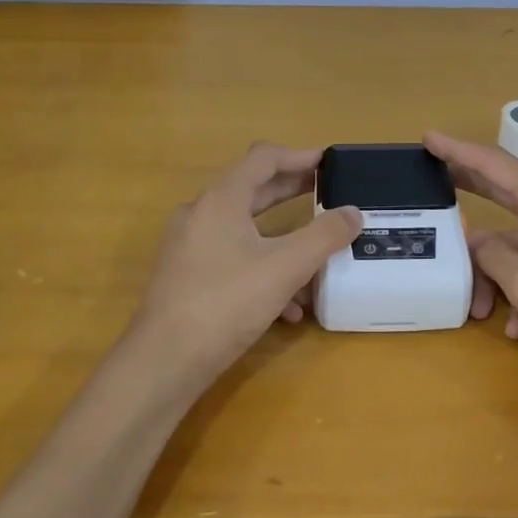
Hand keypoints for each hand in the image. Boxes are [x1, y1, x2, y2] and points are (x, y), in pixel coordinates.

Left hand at [125, 142, 362, 387]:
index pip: (263, 158)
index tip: (329, 163)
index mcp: (221, 199)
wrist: (164, 362)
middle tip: (328, 196)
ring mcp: (190, 247)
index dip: (299, 156)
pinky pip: (232, 260)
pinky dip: (263, 270)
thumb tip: (353, 212)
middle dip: (293, 193)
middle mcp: (201, 214)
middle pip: (253, 191)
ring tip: (316, 260)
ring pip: (245, 232)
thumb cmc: (227, 302)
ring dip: (282, 241)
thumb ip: (324, 236)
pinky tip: (287, 309)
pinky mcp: (186, 277)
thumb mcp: (286, 267)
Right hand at [425, 130, 517, 382]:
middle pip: (501, 190)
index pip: (493, 163)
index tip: (428, 137)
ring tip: (477, 310)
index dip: (457, 149)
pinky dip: (517, 295)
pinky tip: (515, 329)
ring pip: (511, 245)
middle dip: (467, 187)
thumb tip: (475, 241)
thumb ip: (491, 256)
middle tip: (432, 179)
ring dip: (490, 275)